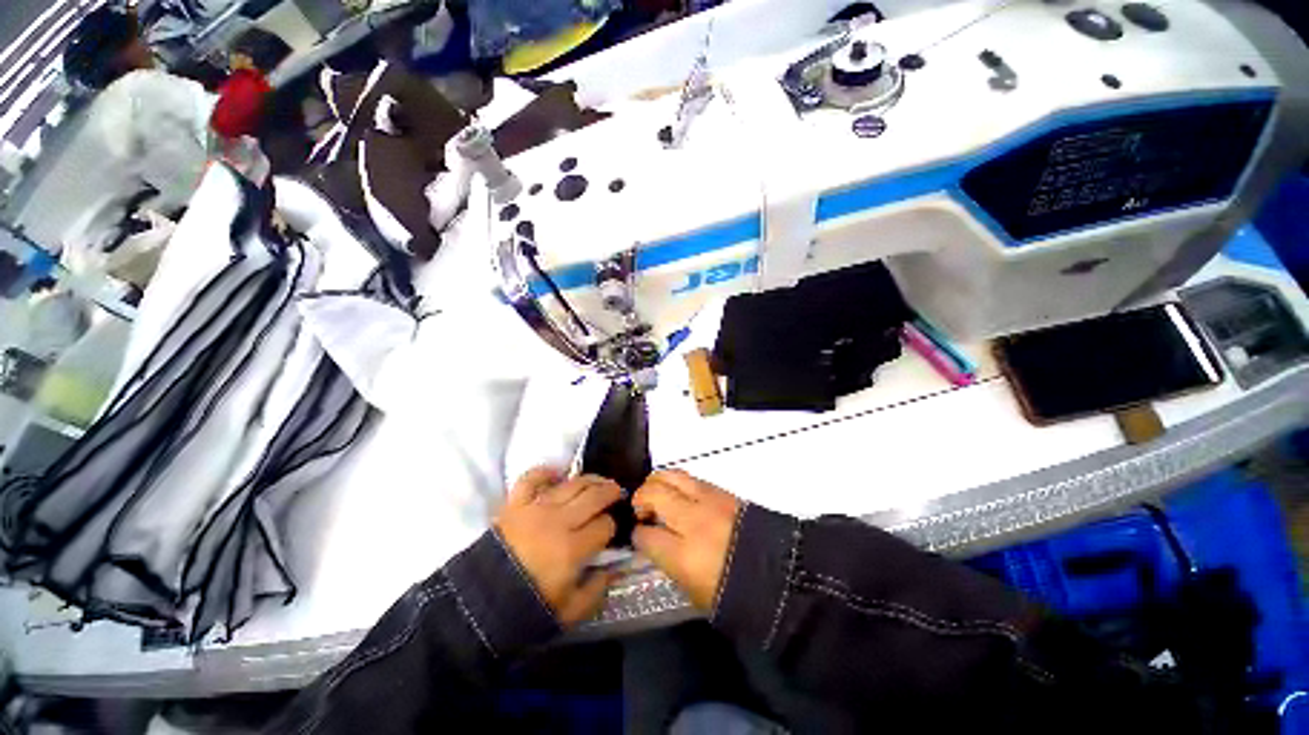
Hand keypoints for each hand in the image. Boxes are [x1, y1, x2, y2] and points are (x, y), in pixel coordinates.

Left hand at [494, 467, 621, 625]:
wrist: (479, 605)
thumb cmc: (527, 608)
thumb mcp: (569, 612)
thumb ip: (597, 590)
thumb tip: (615, 570)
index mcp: (573, 549)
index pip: (604, 525)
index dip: (612, 525)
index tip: (612, 529)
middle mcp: (558, 521)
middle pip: (594, 496)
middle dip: (610, 492)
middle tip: (617, 491)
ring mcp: (536, 508)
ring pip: (572, 484)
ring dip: (590, 479)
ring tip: (599, 481)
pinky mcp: (516, 503)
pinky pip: (532, 478)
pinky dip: (545, 472)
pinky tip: (558, 473)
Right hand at [632, 470, 741, 610]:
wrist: (781, 575)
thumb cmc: (735, 594)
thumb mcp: (693, 592)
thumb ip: (668, 563)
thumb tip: (653, 543)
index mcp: (684, 556)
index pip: (645, 534)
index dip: (637, 535)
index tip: (639, 536)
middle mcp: (693, 522)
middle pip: (653, 494)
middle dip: (640, 500)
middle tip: (642, 511)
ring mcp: (709, 501)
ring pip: (670, 475)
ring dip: (656, 483)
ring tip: (656, 495)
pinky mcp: (722, 491)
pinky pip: (690, 477)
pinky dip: (677, 482)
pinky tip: (678, 494)